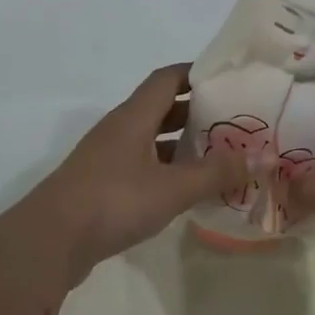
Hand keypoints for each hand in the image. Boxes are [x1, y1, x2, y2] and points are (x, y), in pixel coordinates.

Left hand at [30, 64, 247, 281]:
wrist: (52, 240)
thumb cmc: (113, 202)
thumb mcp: (172, 188)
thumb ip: (216, 173)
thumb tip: (262, 157)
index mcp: (133, 118)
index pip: (167, 79)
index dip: (197, 74)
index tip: (230, 80)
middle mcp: (119, 132)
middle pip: (161, 110)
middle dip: (197, 114)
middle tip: (235, 123)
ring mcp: (108, 161)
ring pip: (152, 143)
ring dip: (183, 148)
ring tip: (221, 158)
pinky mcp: (103, 189)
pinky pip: (143, 170)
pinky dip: (168, 174)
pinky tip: (188, 192)